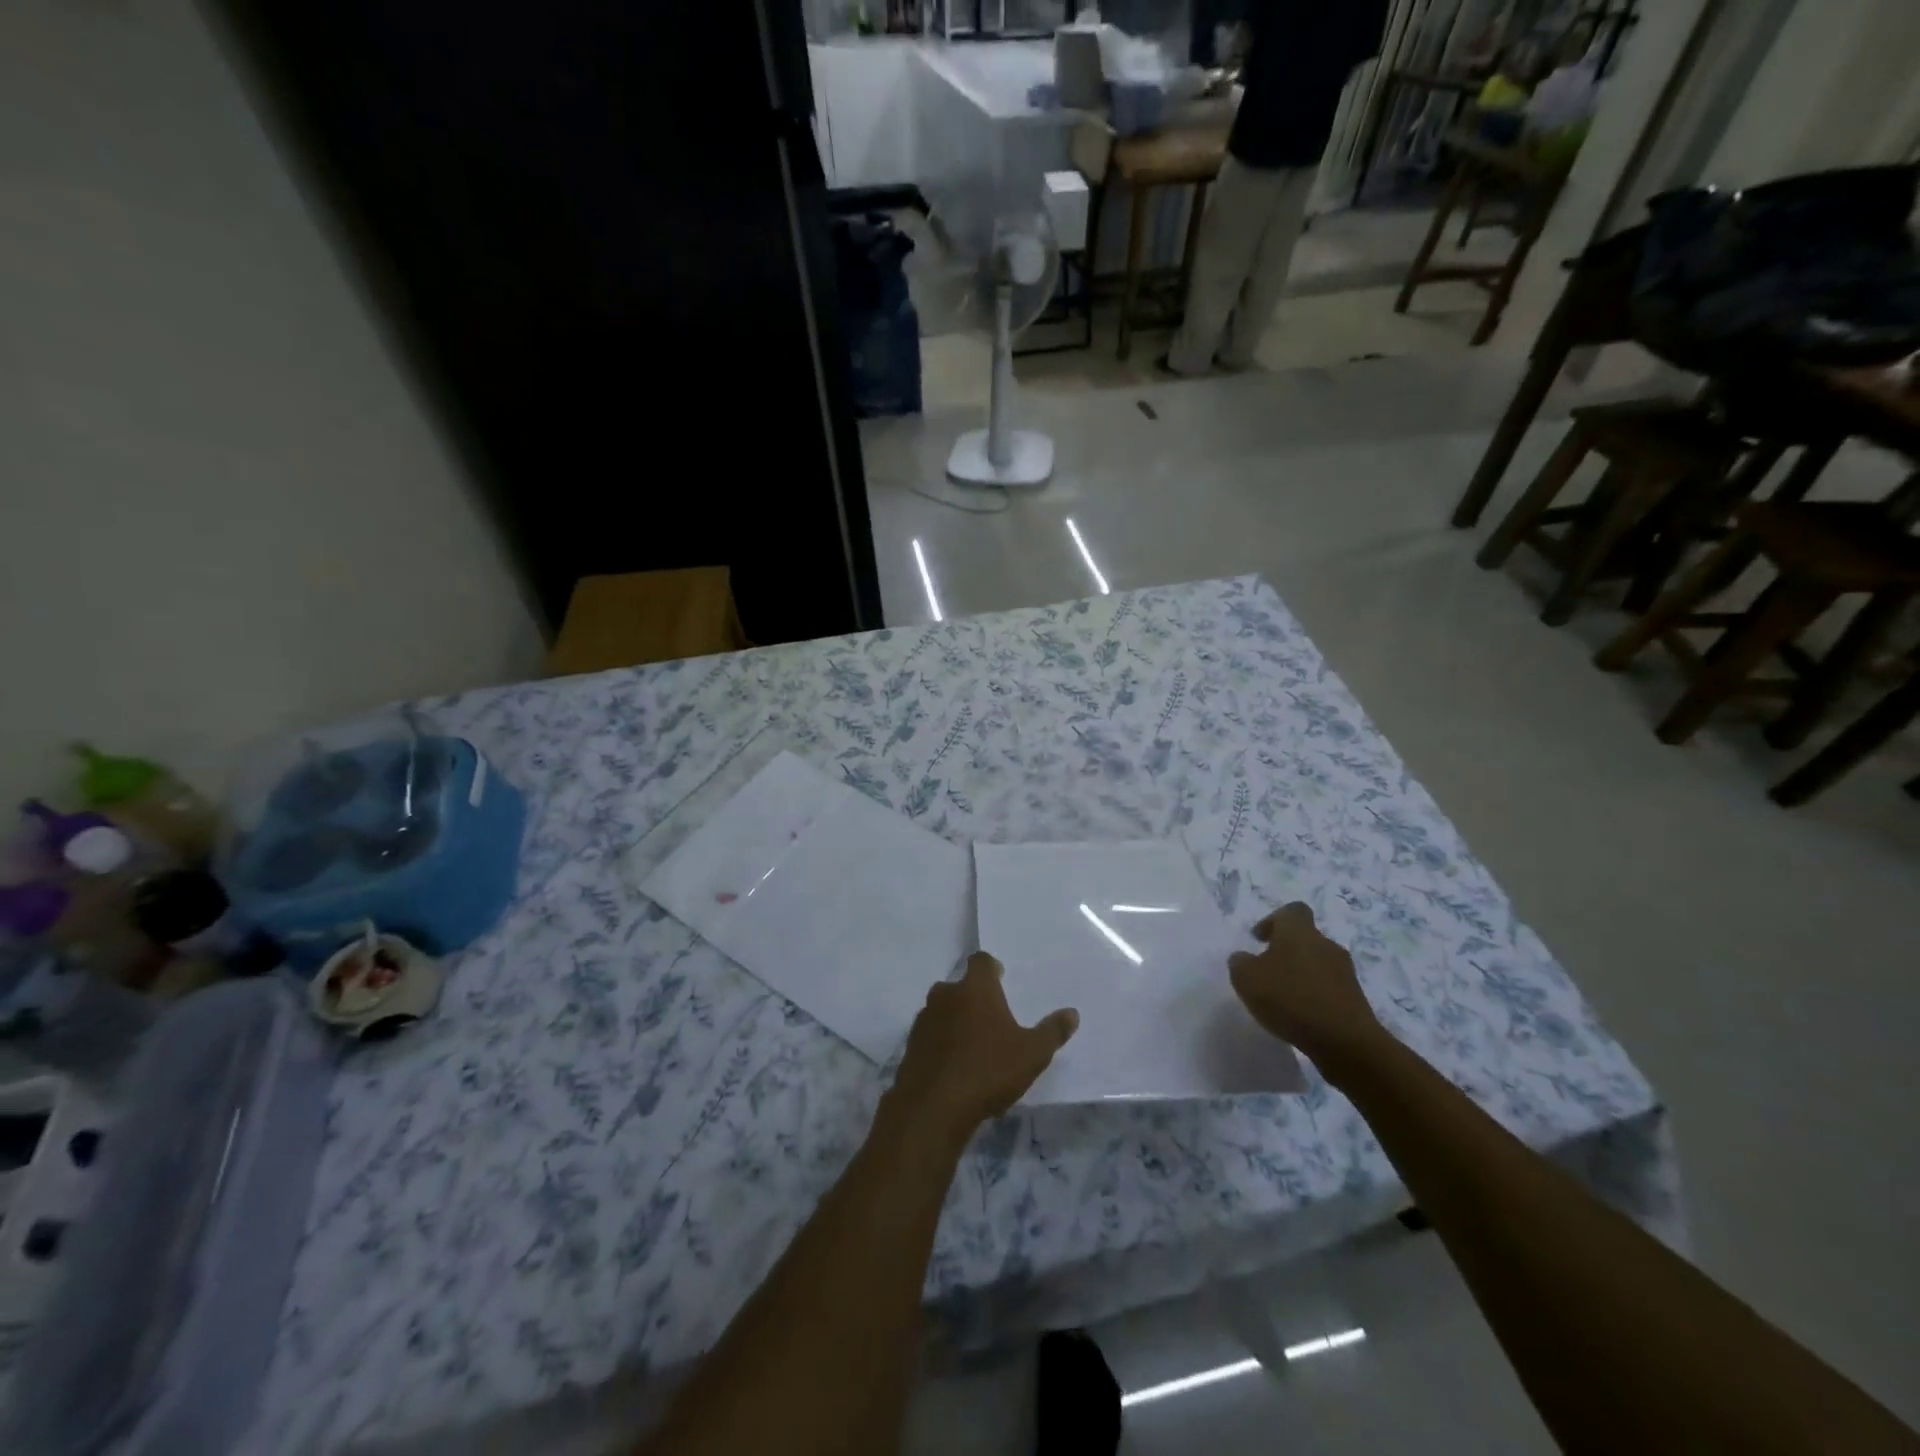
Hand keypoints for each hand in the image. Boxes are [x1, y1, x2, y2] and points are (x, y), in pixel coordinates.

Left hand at [887, 952, 1077, 1140]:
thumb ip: (1052, 1032)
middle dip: (974, 997)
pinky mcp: (910, 1045)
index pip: (981, 961)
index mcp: (975, 989)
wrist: (933, 1106)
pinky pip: (931, 1035)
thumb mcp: (1032, 1054)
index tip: (1001, 979)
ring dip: (956, 1020)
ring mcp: (924, 1019)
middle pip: (960, 986)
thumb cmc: (988, 1070)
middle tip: (991, 1018)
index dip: (991, 968)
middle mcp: (946, 995)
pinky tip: (955, 1068)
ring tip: (974, 1046)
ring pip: (943, 1010)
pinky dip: (942, 1043)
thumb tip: (1072, 1013)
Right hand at [1228, 903, 1384, 1075]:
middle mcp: (1325, 944)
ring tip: (1284, 998)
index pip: (1292, 911)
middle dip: (1286, 951)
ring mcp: (1345, 972)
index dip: (1274, 921)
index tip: (1260, 940)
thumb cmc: (1290, 999)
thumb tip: (1243, 958)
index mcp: (1299, 932)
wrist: (1345, 1041)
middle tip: (1267, 972)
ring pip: (1318, 964)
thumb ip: (1240, 963)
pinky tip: (1302, 1016)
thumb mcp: (1246, 979)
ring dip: (1301, 975)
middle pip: (1305, 938)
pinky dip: (1315, 995)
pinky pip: (1329, 988)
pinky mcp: (1355, 998)